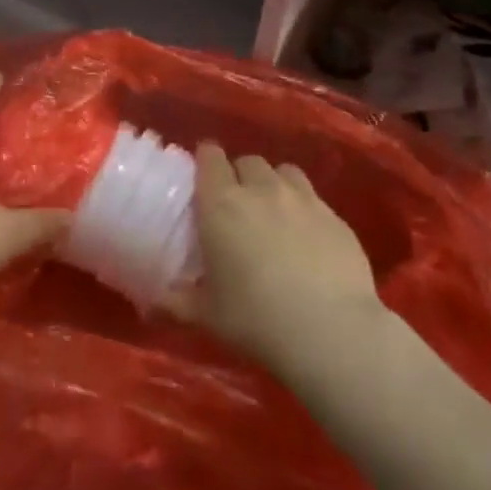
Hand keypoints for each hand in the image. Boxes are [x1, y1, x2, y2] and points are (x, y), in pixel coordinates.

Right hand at [169, 143, 382, 366]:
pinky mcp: (335, 216)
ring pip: (283, 172)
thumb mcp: (207, 315)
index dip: (206, 161)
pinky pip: (313, 197)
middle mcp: (262, 189)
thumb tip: (155, 300)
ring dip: (273, 184)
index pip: (210, 158)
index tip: (203, 178)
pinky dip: (303, 208)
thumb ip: (177, 300)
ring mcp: (303, 199)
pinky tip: (307, 238)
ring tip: (273, 212)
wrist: (330, 331)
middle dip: (239, 175)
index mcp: (222, 204)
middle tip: (236, 206)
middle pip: (248, 161)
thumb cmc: (256, 319)